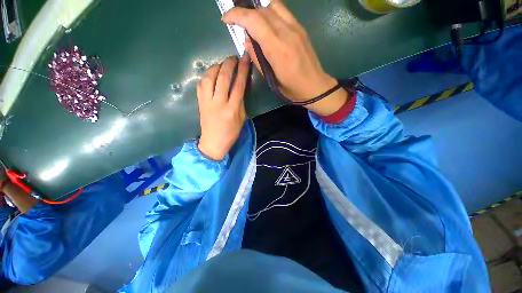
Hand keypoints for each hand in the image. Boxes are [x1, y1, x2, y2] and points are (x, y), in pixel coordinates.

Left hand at [197, 55, 249, 160]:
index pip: (238, 85)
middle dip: (229, 64)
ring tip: (222, 64)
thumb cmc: (231, 133)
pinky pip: (201, 84)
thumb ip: (241, 102)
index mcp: (232, 109)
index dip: (242, 70)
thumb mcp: (242, 119)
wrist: (214, 142)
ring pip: (209, 78)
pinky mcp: (200, 102)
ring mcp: (207, 102)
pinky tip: (212, 73)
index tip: (245, 58)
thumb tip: (239, 87)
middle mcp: (219, 103)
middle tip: (234, 57)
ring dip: (216, 67)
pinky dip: (207, 75)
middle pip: (223, 78)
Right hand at [222, 1, 347, 115]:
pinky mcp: (301, 28)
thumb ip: (257, 58)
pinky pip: (283, 12)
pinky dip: (270, 13)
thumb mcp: (271, 79)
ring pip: (273, 6)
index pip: (254, 21)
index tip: (226, 19)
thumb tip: (247, 41)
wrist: (315, 86)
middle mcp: (287, 33)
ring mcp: (296, 28)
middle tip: (237, 24)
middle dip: (244, 13)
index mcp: (277, 49)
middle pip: (261, 11)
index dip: (236, 15)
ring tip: (253, 24)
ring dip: (258, 11)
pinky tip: (268, 25)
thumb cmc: (292, 88)